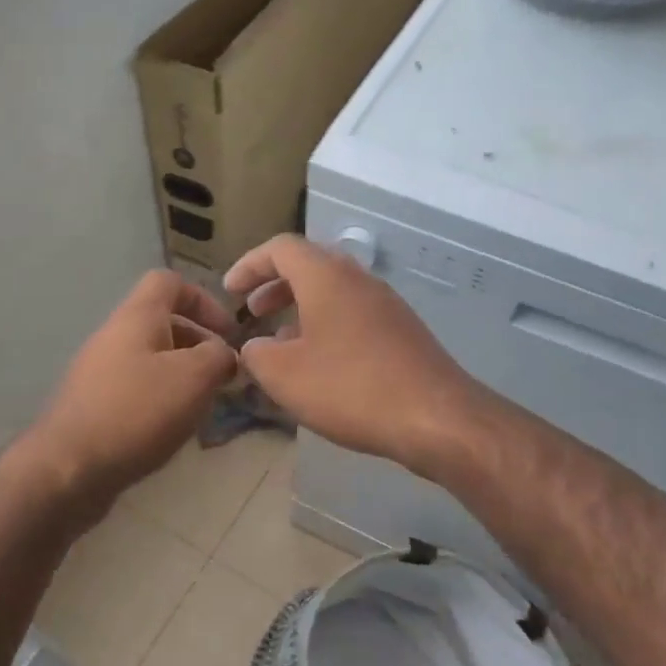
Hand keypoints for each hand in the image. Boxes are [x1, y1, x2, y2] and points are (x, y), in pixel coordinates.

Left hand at [28, 270, 238, 499]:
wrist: (69, 469)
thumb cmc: (137, 412)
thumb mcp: (194, 377)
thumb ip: (219, 356)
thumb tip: (225, 354)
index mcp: (137, 317)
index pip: (169, 282)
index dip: (204, 300)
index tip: (228, 333)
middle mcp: (113, 336)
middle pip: (162, 323)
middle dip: (198, 344)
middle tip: (223, 376)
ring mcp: (98, 372)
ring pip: (150, 359)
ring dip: (182, 376)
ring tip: (202, 406)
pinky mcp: (93, 406)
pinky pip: (135, 389)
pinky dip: (160, 400)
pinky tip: (172, 429)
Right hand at [224, 235, 485, 477]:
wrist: (435, 417)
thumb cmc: (351, 388)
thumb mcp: (284, 375)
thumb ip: (257, 354)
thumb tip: (256, 346)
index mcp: (326, 277)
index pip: (280, 248)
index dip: (249, 265)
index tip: (230, 291)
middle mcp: (359, 280)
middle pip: (310, 265)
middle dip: (275, 285)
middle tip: (252, 311)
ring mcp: (386, 305)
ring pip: (334, 292)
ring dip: (301, 308)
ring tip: (280, 340)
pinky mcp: (402, 332)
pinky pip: (354, 315)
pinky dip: (327, 326)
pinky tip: (320, 363)